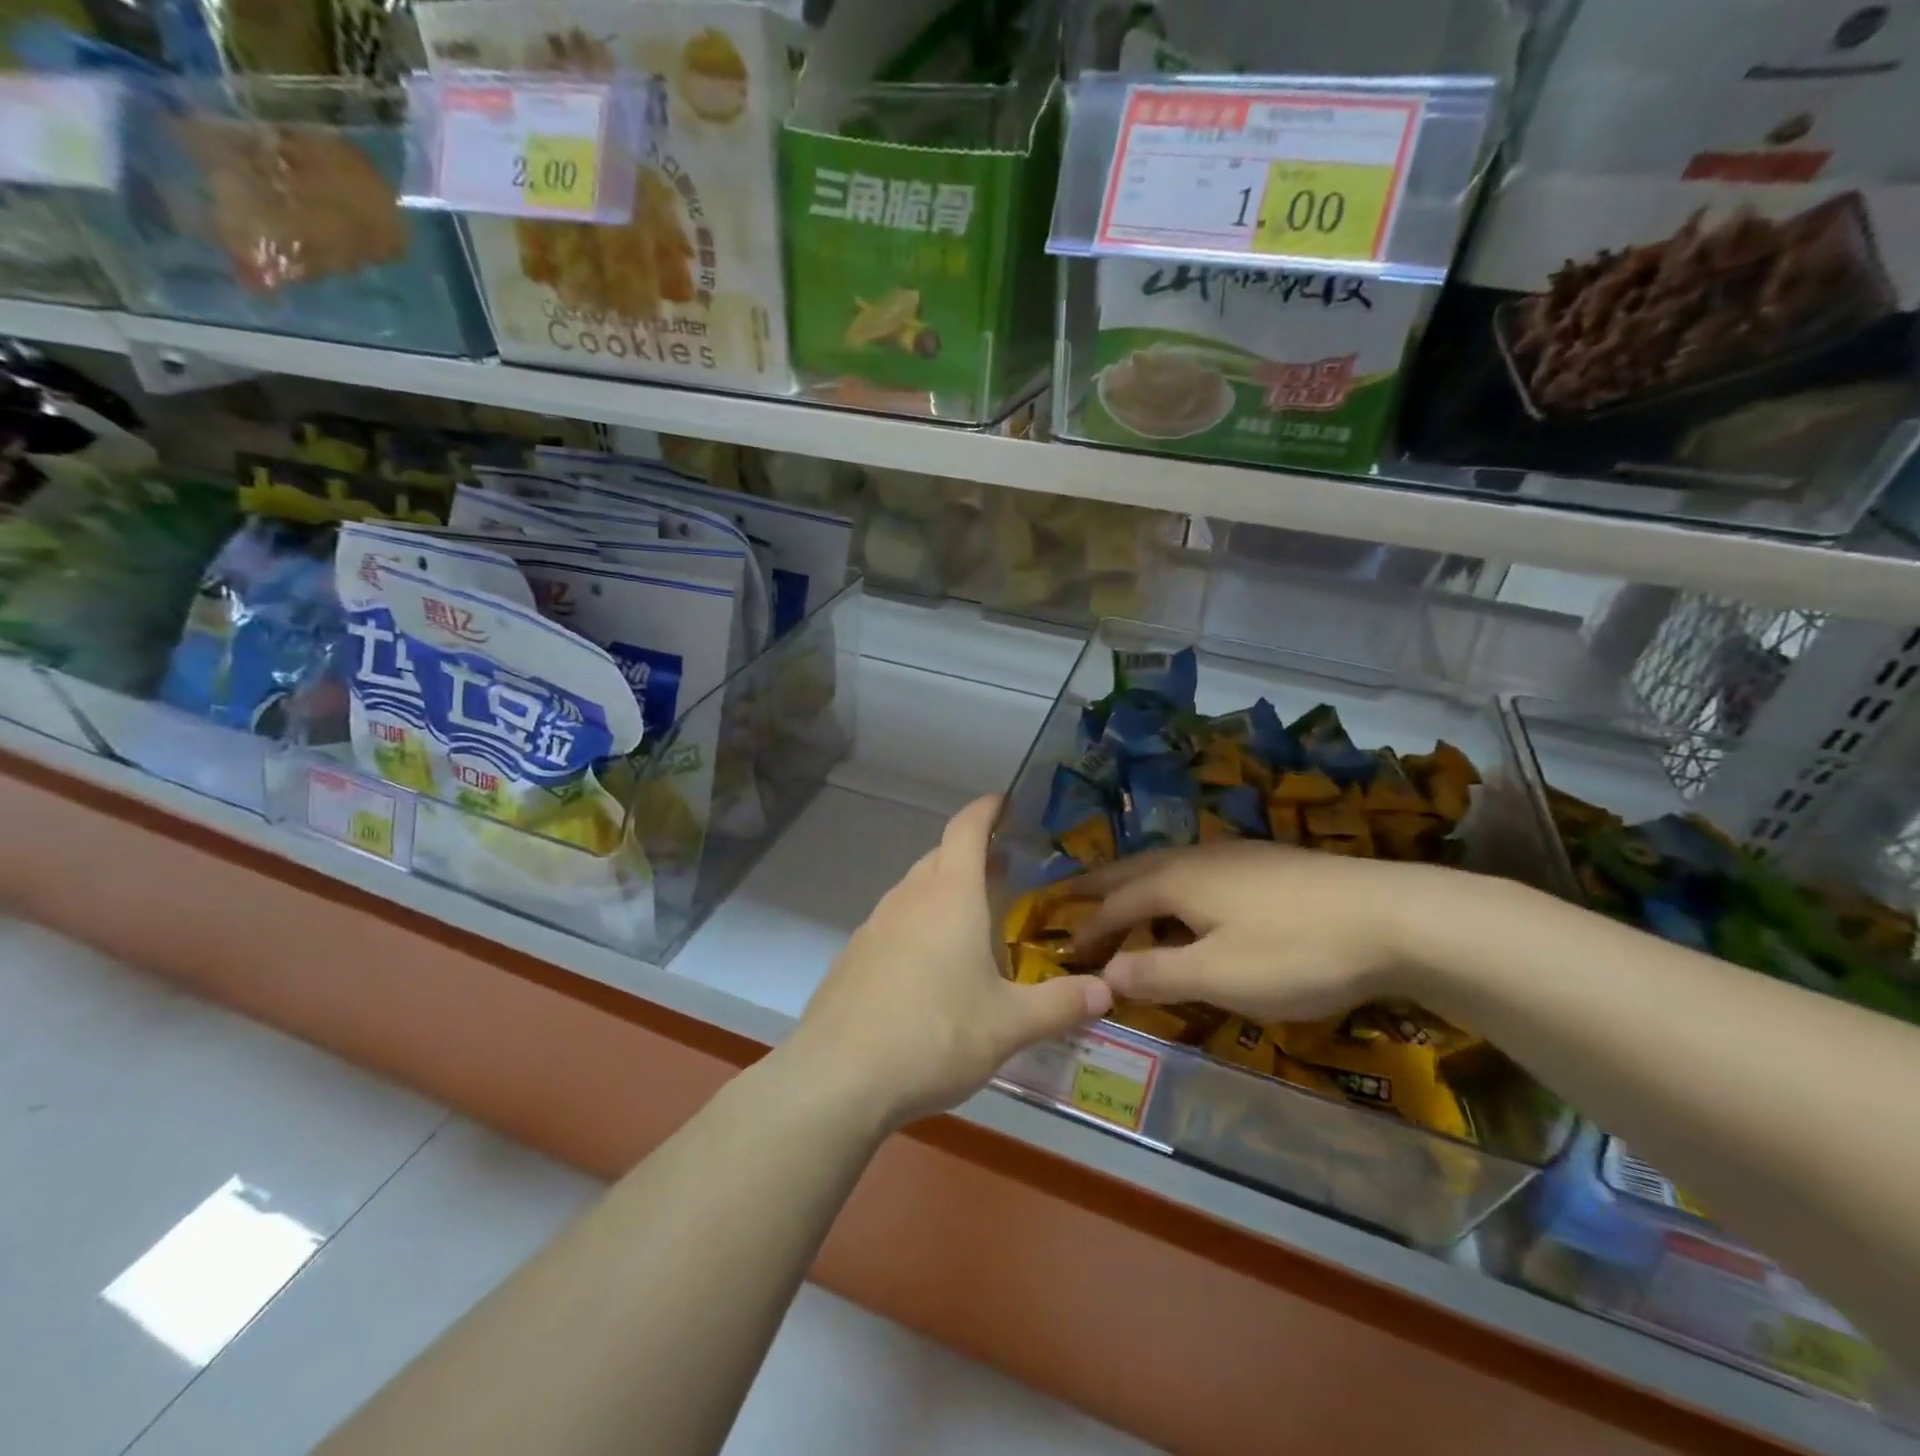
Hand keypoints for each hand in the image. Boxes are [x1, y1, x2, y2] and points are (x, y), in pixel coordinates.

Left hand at [790, 795, 1112, 1130]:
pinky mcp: (853, 956)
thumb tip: (1107, 991)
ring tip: (972, 925)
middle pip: (940, 856)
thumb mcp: (1009, 1025)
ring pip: (914, 891)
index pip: (966, 828)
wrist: (838, 1077)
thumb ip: (1061, 1004)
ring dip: (943, 894)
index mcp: (950, 895)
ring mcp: (874, 925)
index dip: (986, 808)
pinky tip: (929, 972)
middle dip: (972, 856)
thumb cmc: (934, 1035)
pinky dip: (917, 927)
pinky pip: (893, 924)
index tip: (1005, 802)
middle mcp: (909, 897)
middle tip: (1005, 875)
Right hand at [1070, 840, 1462, 1021]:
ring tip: (1122, 901)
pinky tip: (1192, 904)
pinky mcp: (1268, 863)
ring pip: (1167, 866)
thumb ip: (1156, 973)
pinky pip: (1197, 871)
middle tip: (1069, 897)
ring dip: (1135, 885)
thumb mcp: (1219, 976)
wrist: (1394, 915)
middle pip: (1133, 870)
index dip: (1087, 928)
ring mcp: (1235, 855)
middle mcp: (1196, 858)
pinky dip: (1171, 887)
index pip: (1115, 904)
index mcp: (1176, 882)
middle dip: (1099, 887)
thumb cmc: (1297, 951)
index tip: (1064, 949)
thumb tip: (1104, 973)